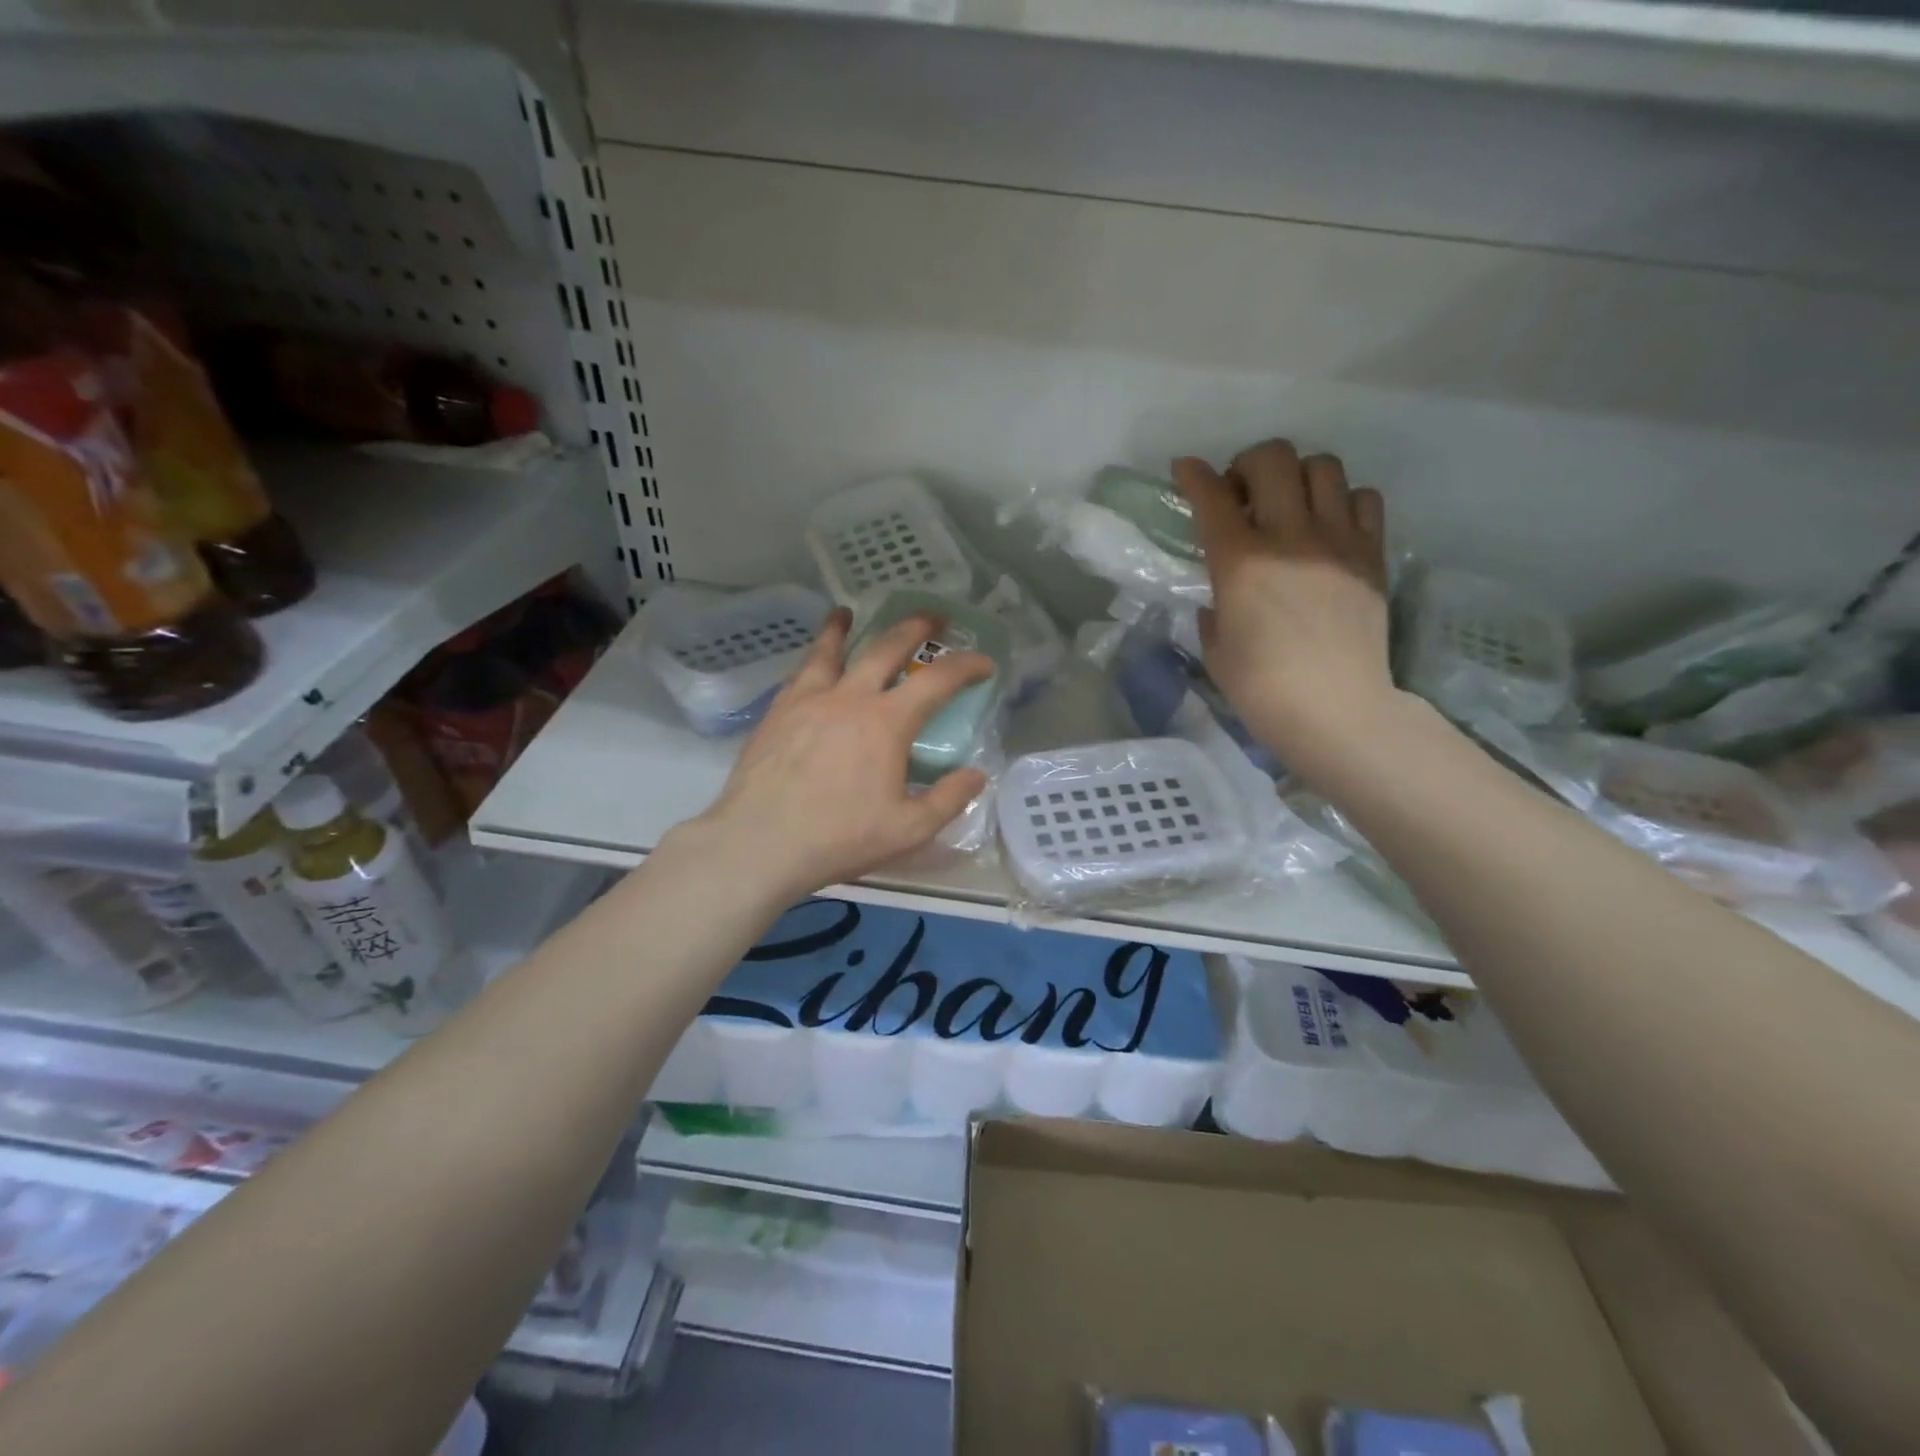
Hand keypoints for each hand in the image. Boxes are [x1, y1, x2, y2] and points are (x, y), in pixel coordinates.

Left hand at [679, 608, 993, 901]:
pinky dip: (812, 657)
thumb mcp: (909, 829)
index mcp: (887, 722)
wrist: (760, 842)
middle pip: (886, 647)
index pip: (937, 680)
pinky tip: (812, 661)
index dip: (966, 666)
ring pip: (831, 650)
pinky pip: (800, 672)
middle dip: (915, 627)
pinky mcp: (778, 712)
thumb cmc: (840, 837)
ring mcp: (809, 700)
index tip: (984, 663)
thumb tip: (976, 774)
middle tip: (932, 618)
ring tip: (847, 611)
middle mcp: (850, 698)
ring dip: (845, 627)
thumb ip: (949, 799)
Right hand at [1175, 440, 1396, 774]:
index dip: (1193, 474)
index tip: (1185, 468)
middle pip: (1273, 458)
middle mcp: (1289, 536)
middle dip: (1248, 464)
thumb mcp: (1215, 648)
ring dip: (1298, 476)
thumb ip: (1215, 607)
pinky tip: (1330, 526)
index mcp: (1240, 562)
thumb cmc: (1260, 688)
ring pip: (1323, 467)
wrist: (1334, 710)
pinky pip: (1364, 498)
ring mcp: (1337, 541)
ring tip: (1290, 504)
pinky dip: (1343, 500)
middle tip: (1243, 493)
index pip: (1211, 496)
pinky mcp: (1372, 554)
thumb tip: (1225, 594)